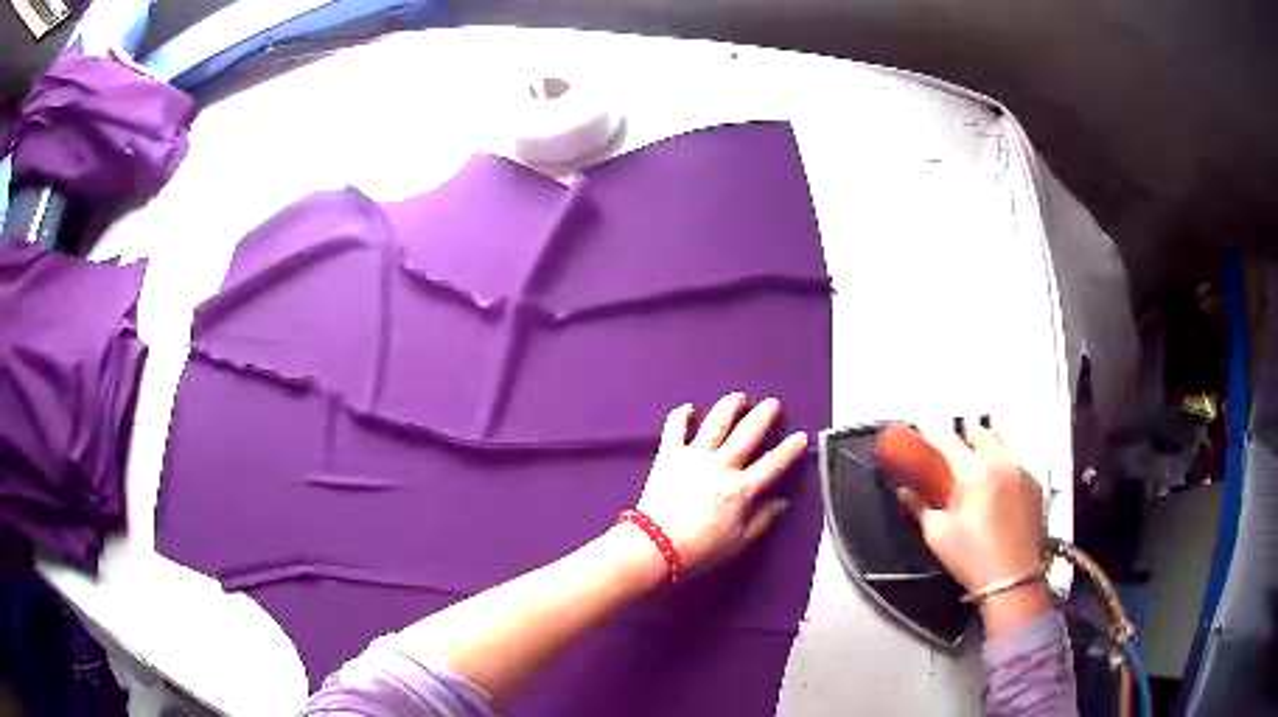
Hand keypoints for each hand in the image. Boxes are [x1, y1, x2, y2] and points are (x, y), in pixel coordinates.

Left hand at [631, 393, 808, 575]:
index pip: (773, 464)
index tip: (801, 437)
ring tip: (739, 397)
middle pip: (748, 434)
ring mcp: (693, 458)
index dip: (790, 449)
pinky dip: (681, 416)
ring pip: (715, 423)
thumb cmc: (699, 550)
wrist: (654, 547)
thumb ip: (762, 520)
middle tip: (773, 404)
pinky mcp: (668, 457)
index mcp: (741, 490)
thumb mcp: (738, 542)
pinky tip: (688, 408)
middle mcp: (720, 467)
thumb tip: (781, 502)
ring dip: (729, 407)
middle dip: (763, 416)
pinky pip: (675, 430)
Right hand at [896, 426, 1049, 636]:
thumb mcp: (938, 535)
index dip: (931, 432)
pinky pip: (1014, 465)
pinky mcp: (1034, 485)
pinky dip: (1001, 470)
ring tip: (975, 477)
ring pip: (1000, 448)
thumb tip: (904, 490)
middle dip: (964, 438)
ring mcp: (1021, 472)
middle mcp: (1001, 464)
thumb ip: (920, 506)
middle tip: (951, 456)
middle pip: (981, 433)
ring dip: (985, 453)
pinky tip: (995, 494)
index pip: (948, 440)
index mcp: (975, 474)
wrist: (1013, 579)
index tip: (920, 430)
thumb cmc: (971, 558)